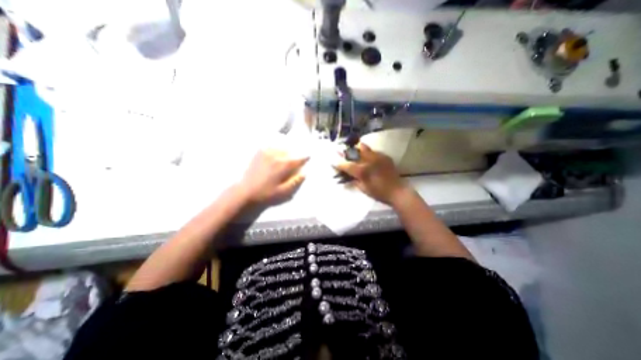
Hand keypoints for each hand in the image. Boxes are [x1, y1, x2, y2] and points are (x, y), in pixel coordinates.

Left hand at [241, 149, 310, 204]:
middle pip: (289, 151)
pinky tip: (275, 152)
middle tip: (297, 158)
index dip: (304, 158)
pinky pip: (269, 146)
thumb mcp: (282, 192)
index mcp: (282, 166)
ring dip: (286, 150)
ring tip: (287, 154)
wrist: (245, 192)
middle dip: (294, 154)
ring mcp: (265, 154)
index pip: (297, 160)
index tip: (308, 156)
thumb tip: (304, 174)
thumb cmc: (265, 193)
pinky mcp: (258, 154)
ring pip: (280, 147)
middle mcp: (275, 157)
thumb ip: (294, 182)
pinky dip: (275, 147)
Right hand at [336, 143, 410, 204]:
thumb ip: (354, 180)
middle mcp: (369, 160)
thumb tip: (347, 175)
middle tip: (341, 151)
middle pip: (355, 151)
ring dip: (356, 149)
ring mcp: (378, 157)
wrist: (398, 191)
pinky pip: (373, 152)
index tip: (333, 162)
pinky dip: (367, 154)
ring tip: (353, 152)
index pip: (347, 165)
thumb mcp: (363, 188)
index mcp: (363, 171)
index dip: (338, 164)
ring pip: (364, 147)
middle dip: (346, 151)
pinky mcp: (385, 156)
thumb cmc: (379, 193)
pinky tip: (367, 159)